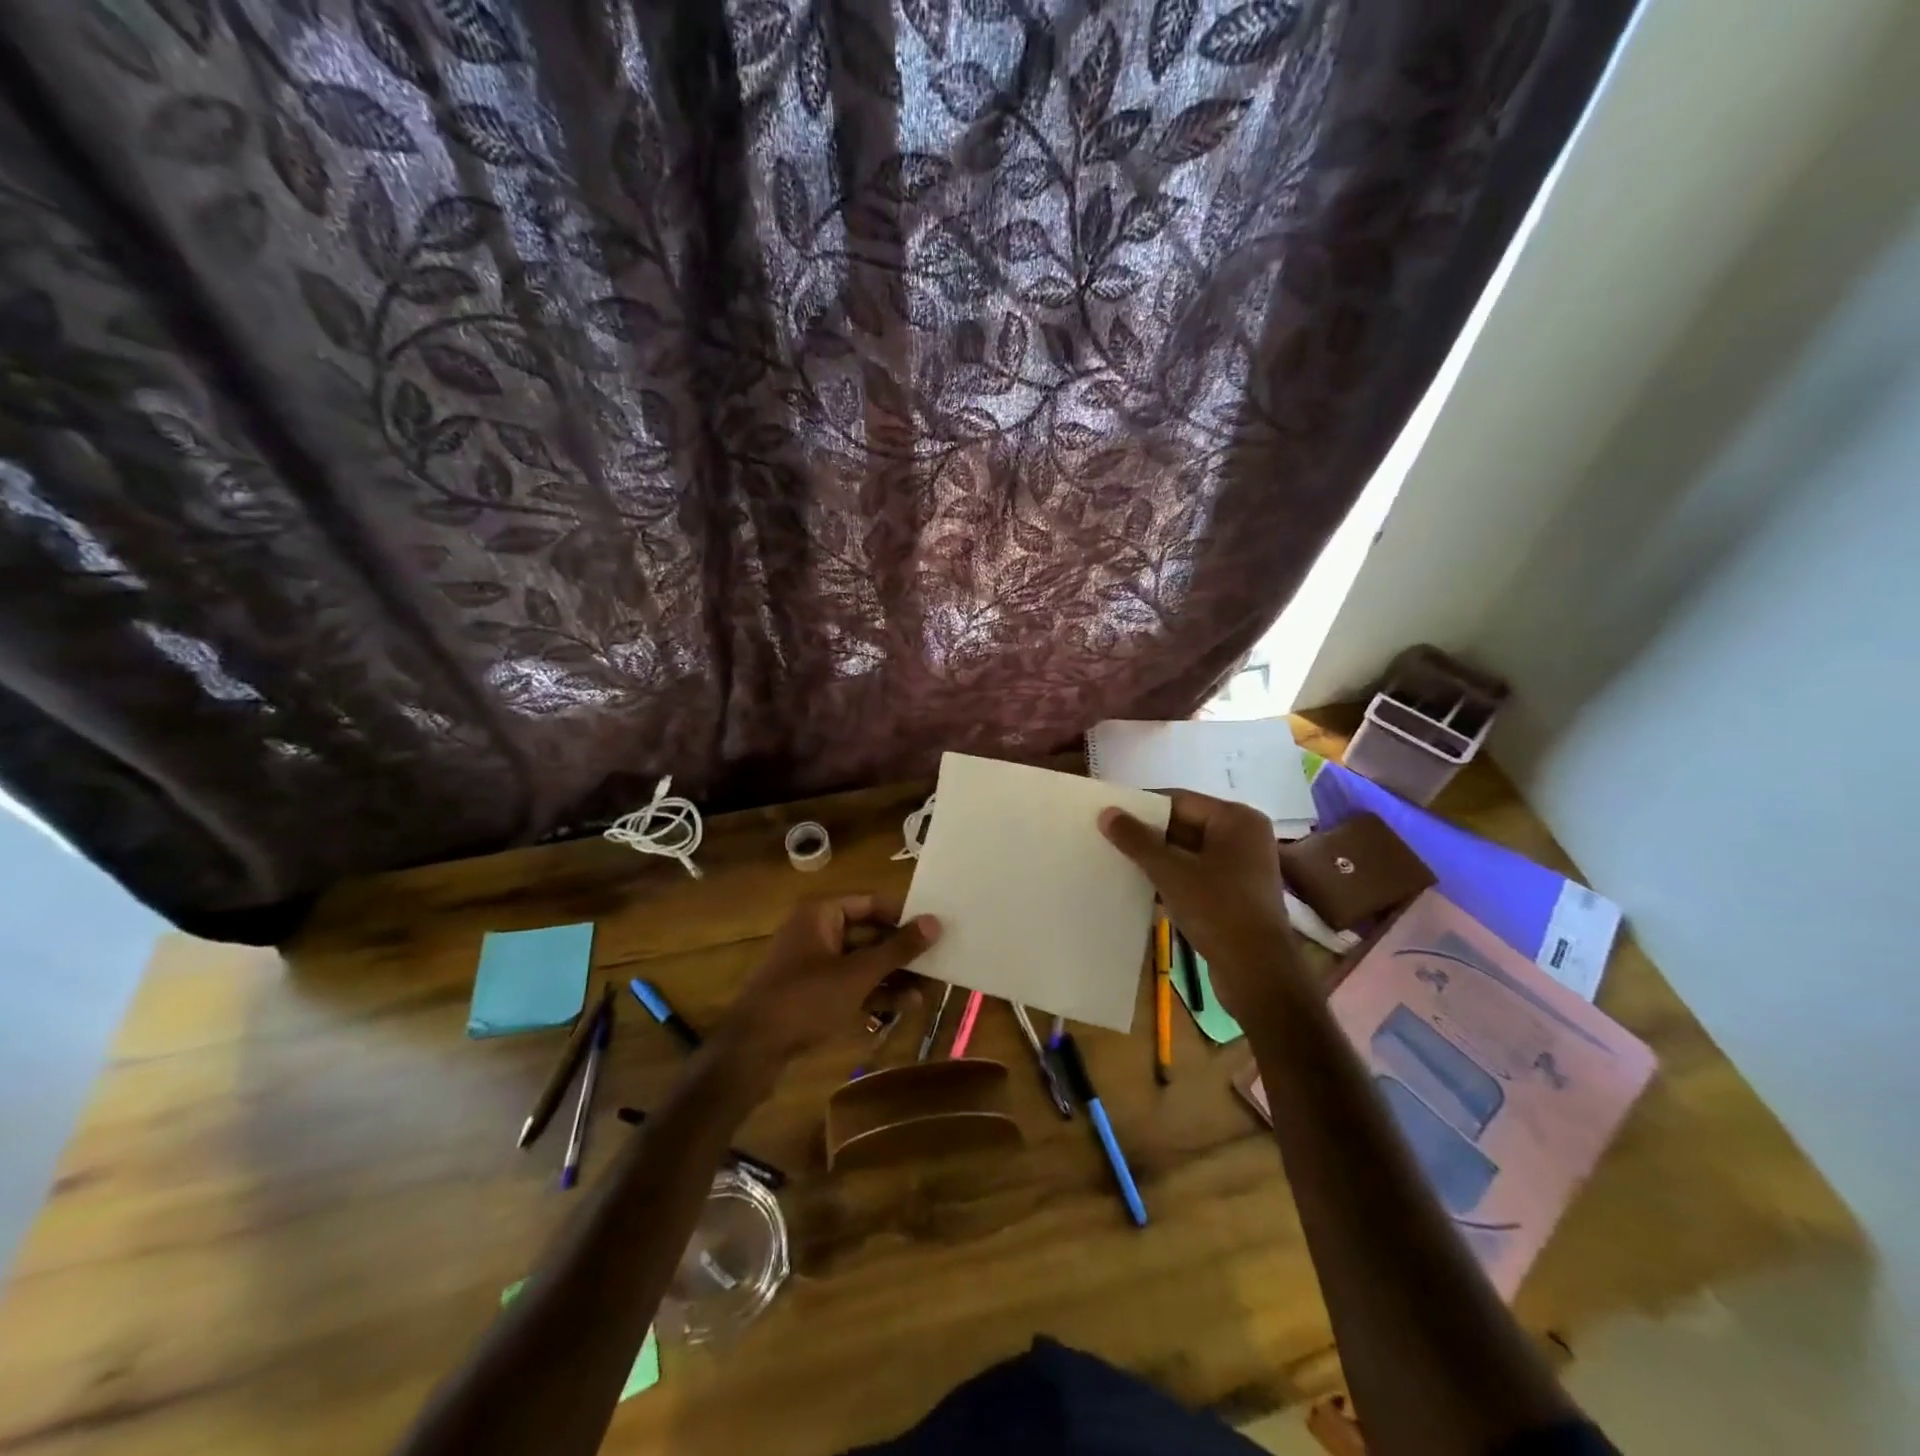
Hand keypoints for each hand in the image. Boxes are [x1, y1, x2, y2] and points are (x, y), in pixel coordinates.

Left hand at [715, 894, 938, 1073]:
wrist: (751, 1051)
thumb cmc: (805, 1000)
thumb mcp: (857, 974)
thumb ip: (897, 949)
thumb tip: (935, 922)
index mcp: (822, 913)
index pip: (873, 902)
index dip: (905, 914)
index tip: (937, 927)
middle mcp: (818, 930)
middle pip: (870, 933)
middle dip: (902, 952)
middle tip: (938, 962)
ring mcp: (814, 962)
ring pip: (863, 961)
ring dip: (893, 975)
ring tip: (927, 991)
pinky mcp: (813, 991)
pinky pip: (851, 983)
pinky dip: (874, 991)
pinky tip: (903, 1006)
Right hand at [1099, 791, 1303, 1023]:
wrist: (1257, 973)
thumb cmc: (1218, 910)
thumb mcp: (1170, 872)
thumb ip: (1137, 840)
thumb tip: (1107, 813)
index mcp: (1236, 819)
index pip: (1179, 800)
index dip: (1142, 807)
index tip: (1109, 815)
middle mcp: (1244, 836)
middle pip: (1184, 825)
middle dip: (1148, 835)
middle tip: (1108, 839)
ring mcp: (1242, 867)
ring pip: (1188, 852)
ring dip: (1157, 859)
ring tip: (1118, 862)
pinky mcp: (1235, 894)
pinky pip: (1196, 874)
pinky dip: (1172, 878)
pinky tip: (1142, 887)